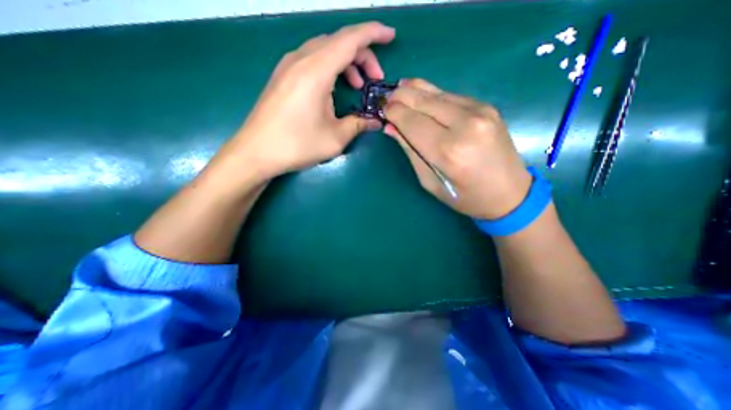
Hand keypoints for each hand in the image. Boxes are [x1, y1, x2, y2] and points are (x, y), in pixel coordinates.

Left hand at [213, 21, 393, 183]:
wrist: (256, 152)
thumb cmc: (297, 145)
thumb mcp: (335, 138)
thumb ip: (358, 125)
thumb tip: (375, 122)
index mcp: (316, 71)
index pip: (350, 39)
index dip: (374, 33)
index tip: (391, 36)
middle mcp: (301, 59)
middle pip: (338, 42)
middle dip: (362, 55)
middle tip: (375, 79)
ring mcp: (288, 66)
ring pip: (325, 49)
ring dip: (346, 62)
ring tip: (357, 85)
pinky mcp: (282, 76)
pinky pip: (312, 59)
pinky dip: (330, 68)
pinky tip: (334, 88)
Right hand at [385, 78, 534, 220]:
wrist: (510, 193)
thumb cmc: (464, 196)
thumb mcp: (430, 181)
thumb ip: (411, 151)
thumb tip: (392, 128)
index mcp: (448, 151)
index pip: (412, 122)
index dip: (394, 113)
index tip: (382, 109)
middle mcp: (465, 125)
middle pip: (424, 102)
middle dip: (401, 97)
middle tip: (386, 97)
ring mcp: (480, 112)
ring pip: (438, 94)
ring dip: (416, 90)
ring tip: (400, 89)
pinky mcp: (487, 107)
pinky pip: (451, 96)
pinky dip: (433, 95)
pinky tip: (423, 96)